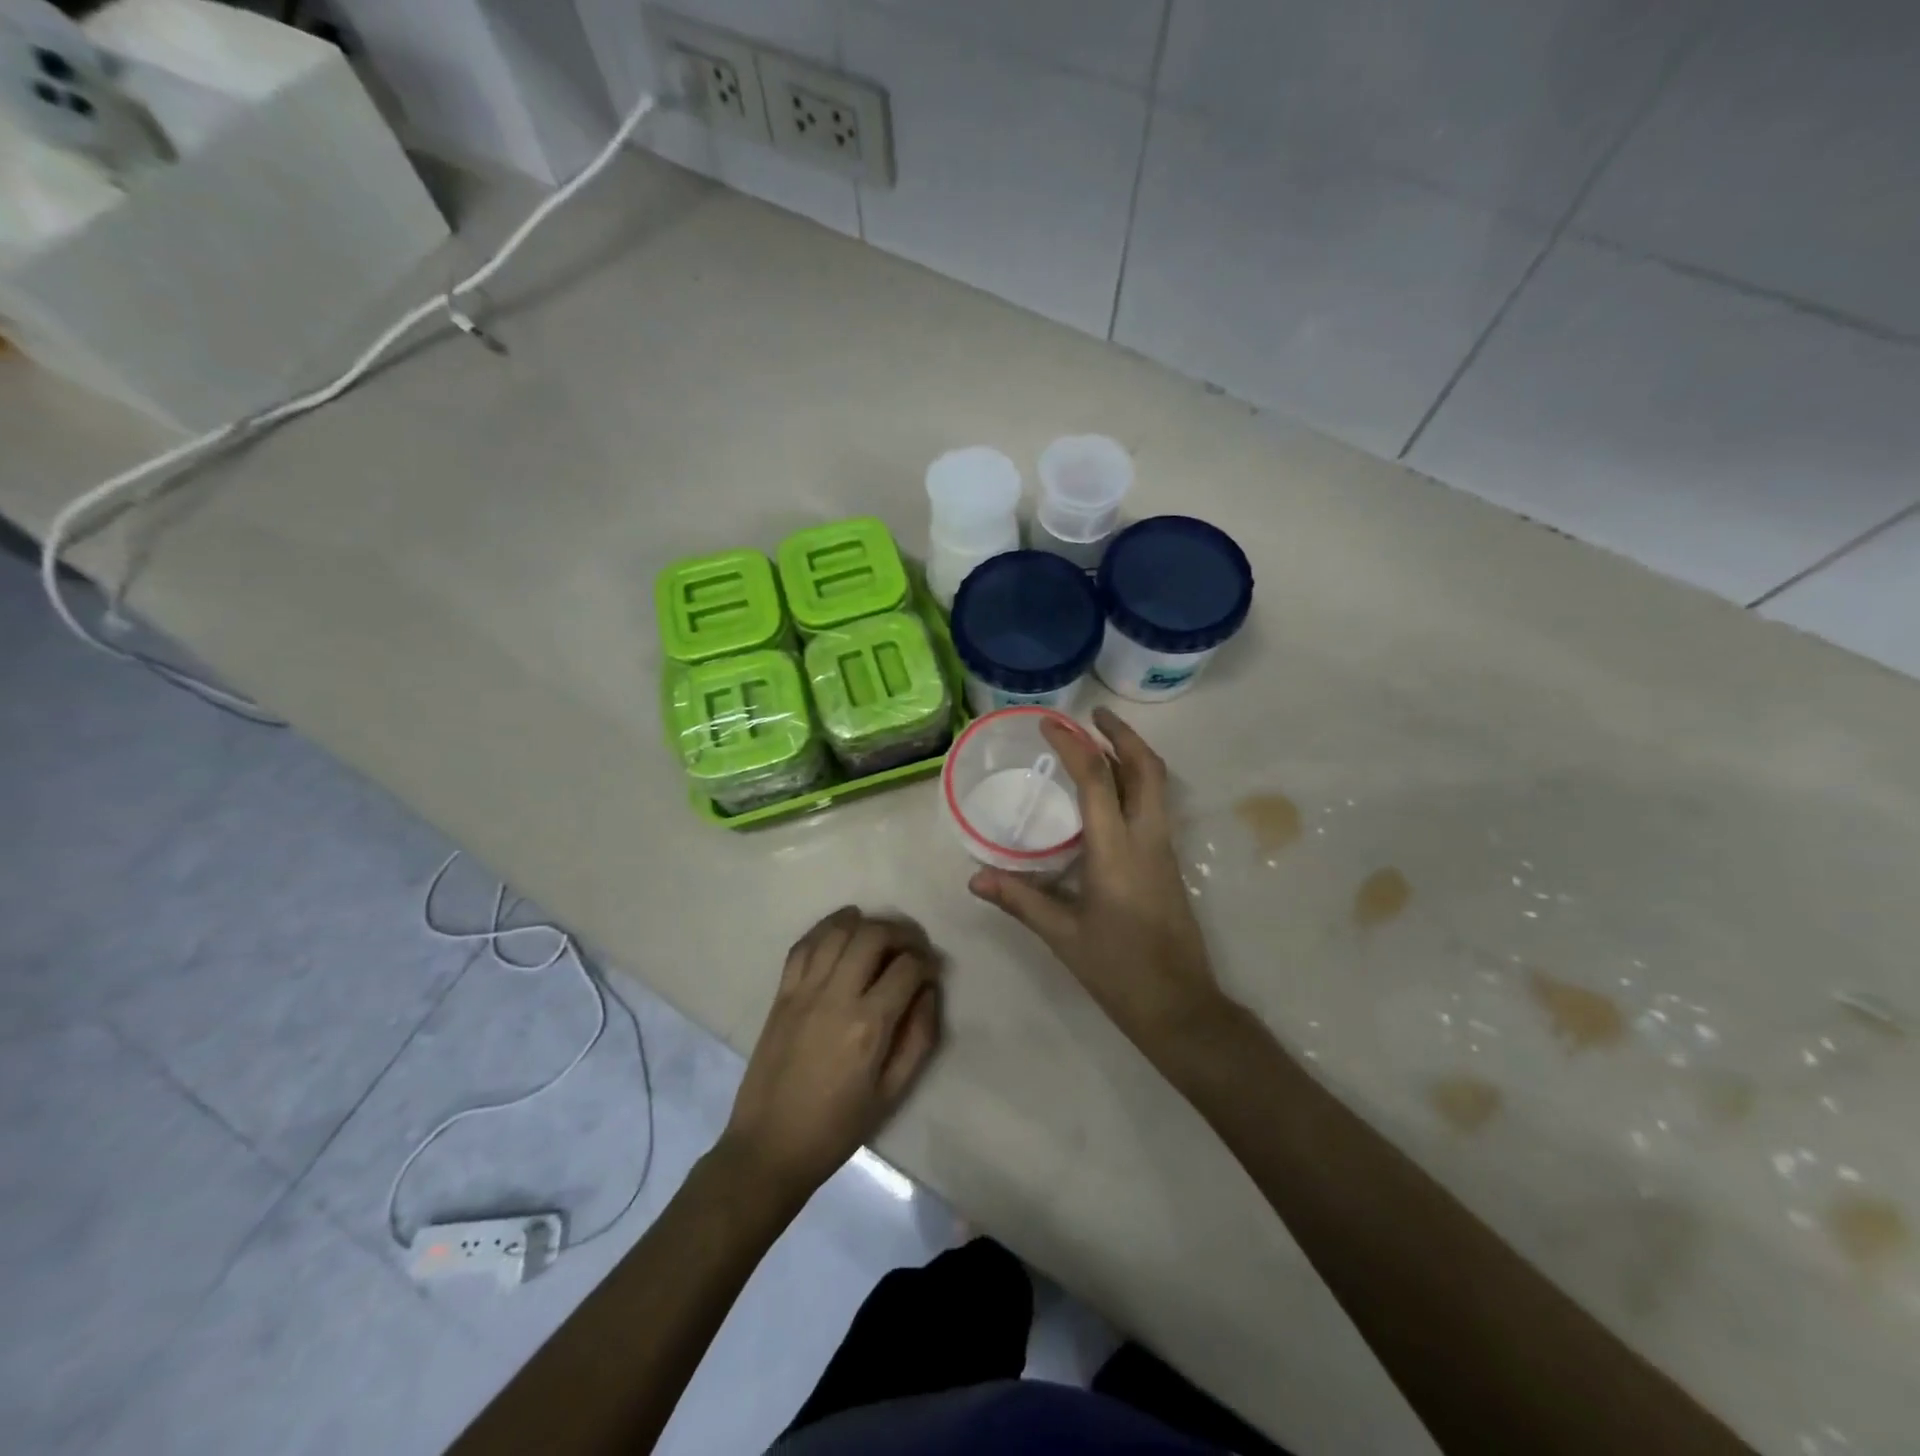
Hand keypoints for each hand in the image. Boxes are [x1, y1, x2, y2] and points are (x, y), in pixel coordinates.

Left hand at [722, 908, 942, 1201]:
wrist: (769, 1146)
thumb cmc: (837, 1127)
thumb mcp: (892, 1093)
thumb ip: (918, 1037)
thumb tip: (929, 992)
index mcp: (869, 1026)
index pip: (907, 968)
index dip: (927, 962)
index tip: (932, 971)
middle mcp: (836, 996)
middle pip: (873, 936)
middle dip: (901, 933)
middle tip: (911, 946)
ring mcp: (804, 991)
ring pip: (838, 932)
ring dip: (865, 923)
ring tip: (880, 933)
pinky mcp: (781, 994)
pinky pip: (803, 945)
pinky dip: (826, 928)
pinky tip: (842, 928)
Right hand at [970, 707, 1227, 1061]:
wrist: (1180, 1005)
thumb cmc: (1118, 970)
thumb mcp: (1063, 935)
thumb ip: (1020, 899)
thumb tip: (975, 878)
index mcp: (1117, 851)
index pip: (1097, 781)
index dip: (1073, 746)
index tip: (1050, 723)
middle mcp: (1148, 839)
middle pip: (1147, 768)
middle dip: (1123, 734)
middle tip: (1094, 715)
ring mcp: (1165, 849)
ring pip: (1157, 784)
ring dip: (1134, 754)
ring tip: (1102, 741)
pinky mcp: (1170, 863)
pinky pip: (1156, 805)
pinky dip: (1137, 781)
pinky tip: (1111, 792)